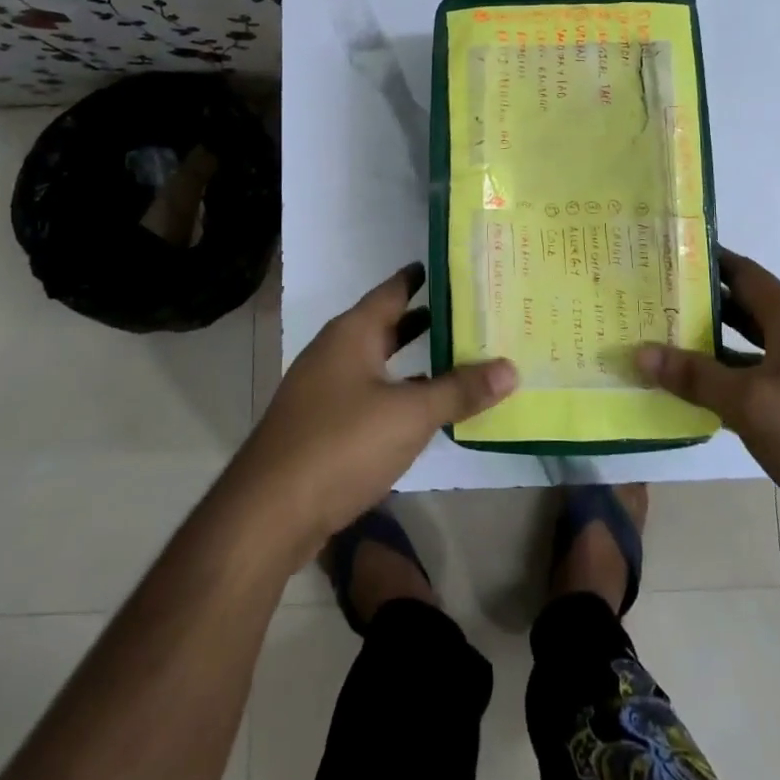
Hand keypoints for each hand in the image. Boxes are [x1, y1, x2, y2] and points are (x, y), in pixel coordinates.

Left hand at [232, 264, 516, 556]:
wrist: (268, 513)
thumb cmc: (341, 445)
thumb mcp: (410, 415)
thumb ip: (460, 389)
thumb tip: (511, 367)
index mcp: (352, 333)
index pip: (392, 290)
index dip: (421, 277)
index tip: (455, 266)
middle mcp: (335, 351)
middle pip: (386, 324)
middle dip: (426, 318)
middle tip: (471, 311)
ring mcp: (323, 389)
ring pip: (377, 361)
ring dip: (413, 358)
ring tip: (457, 353)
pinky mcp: (321, 424)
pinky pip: (368, 393)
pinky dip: (398, 391)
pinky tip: (423, 407)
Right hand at [636, 249, 779, 547]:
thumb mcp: (751, 403)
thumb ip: (696, 376)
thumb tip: (641, 352)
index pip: (742, 272)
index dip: (705, 258)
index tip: (663, 252)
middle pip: (742, 307)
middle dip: (697, 301)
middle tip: (649, 298)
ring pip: (747, 346)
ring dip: (708, 343)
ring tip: (659, 338)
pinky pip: (755, 380)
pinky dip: (725, 379)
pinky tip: (694, 391)